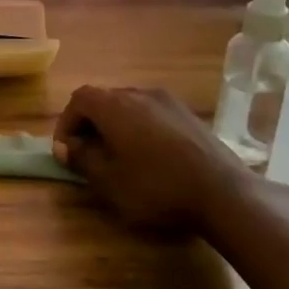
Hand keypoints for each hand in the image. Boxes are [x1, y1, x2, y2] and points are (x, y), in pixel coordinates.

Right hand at [52, 85, 248, 235]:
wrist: (223, 193)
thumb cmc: (156, 187)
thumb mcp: (109, 181)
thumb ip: (82, 158)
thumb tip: (67, 147)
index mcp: (115, 106)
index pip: (79, 99)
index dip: (66, 123)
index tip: (65, 151)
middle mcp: (140, 94)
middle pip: (104, 99)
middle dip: (90, 124)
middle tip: (87, 154)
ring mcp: (169, 102)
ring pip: (130, 106)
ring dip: (115, 126)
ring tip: (117, 156)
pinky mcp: (189, 115)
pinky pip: (152, 114)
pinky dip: (139, 128)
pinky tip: (149, 157)